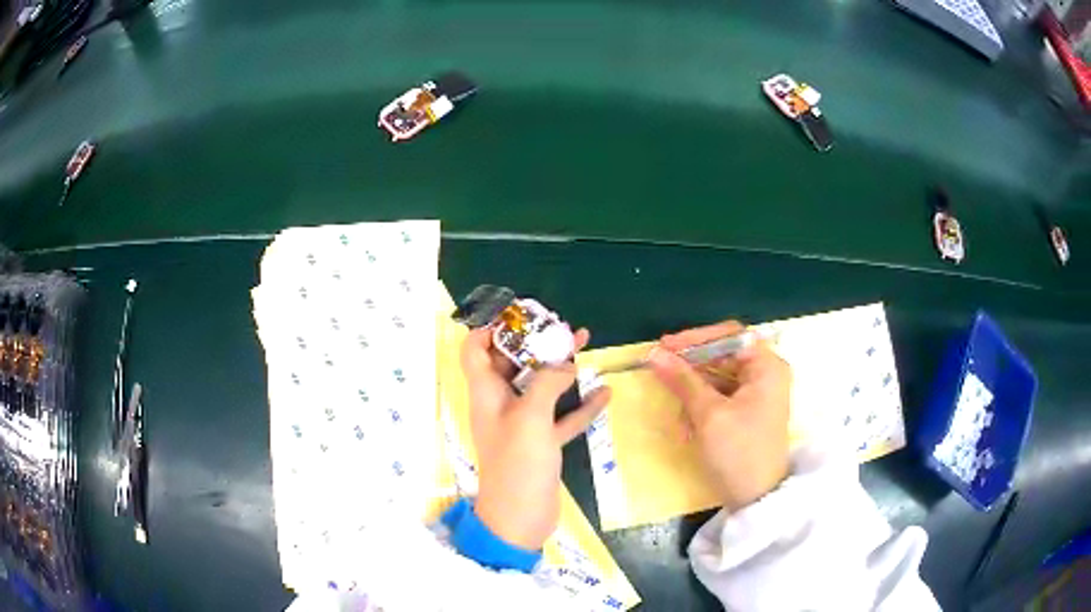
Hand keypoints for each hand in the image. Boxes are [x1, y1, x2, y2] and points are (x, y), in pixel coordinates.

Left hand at [460, 327, 611, 549]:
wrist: (520, 518)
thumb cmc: (518, 464)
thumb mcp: (531, 417)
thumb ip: (547, 382)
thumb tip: (563, 360)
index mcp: (487, 393)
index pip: (476, 350)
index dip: (491, 328)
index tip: (519, 315)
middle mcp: (502, 404)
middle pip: (513, 364)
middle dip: (534, 342)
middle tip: (560, 325)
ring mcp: (523, 425)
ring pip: (540, 387)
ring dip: (560, 367)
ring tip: (584, 344)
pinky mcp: (542, 443)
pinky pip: (561, 417)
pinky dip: (580, 404)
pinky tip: (604, 392)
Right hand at [648, 321, 790, 511]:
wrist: (756, 498)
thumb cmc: (738, 453)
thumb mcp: (708, 415)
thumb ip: (682, 380)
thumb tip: (654, 353)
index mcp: (767, 367)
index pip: (730, 336)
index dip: (696, 338)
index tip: (665, 347)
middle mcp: (766, 373)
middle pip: (723, 354)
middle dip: (691, 367)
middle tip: (660, 370)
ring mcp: (758, 393)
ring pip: (718, 376)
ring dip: (693, 390)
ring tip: (675, 408)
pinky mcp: (748, 410)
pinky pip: (720, 395)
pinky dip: (701, 404)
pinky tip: (687, 424)